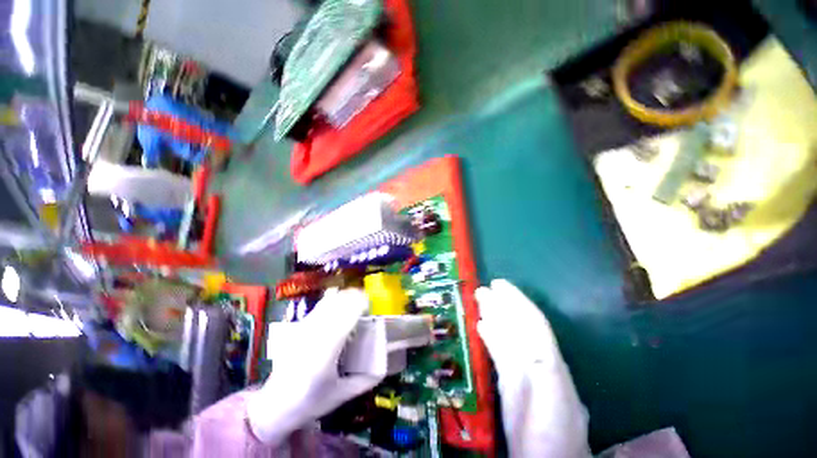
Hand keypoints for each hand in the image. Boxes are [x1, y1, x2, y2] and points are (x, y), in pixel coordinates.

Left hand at [247, 288, 382, 445]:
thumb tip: (384, 364)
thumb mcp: (342, 395)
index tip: (371, 306)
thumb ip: (366, 380)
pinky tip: (340, 311)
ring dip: (345, 298)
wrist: (275, 405)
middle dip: (355, 298)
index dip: (360, 304)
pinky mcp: (299, 326)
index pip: (345, 316)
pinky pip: (321, 305)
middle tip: (366, 307)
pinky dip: (335, 301)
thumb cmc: (311, 402)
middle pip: (337, 302)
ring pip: (329, 300)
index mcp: (325, 353)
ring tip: (355, 306)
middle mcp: (312, 335)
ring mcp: (303, 328)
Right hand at [476, 280, 589, 457]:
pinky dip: (490, 336)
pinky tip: (481, 326)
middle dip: (501, 304)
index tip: (498, 284)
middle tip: (481, 289)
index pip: (532, 322)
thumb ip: (544, 372)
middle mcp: (535, 360)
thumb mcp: (554, 403)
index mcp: (548, 361)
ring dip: (493, 316)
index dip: (517, 300)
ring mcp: (522, 371)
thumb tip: (529, 342)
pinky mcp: (509, 382)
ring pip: (506, 335)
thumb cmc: (554, 436)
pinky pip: (499, 352)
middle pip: (517, 325)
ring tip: (479, 300)